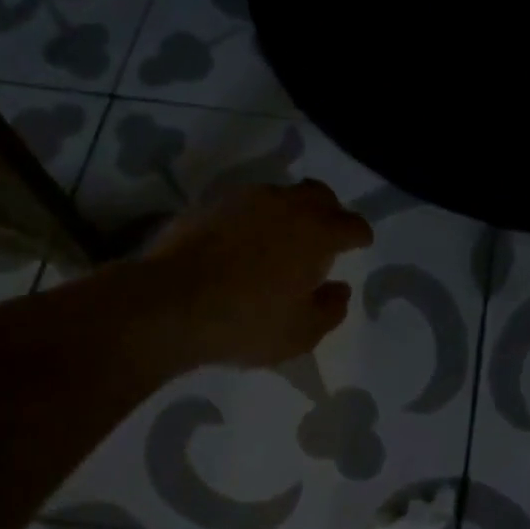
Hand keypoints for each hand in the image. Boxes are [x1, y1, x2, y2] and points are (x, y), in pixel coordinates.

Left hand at [140, 181, 374, 369]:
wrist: (169, 304)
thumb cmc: (246, 323)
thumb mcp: (301, 333)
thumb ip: (330, 309)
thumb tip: (340, 289)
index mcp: (317, 233)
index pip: (352, 224)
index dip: (359, 235)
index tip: (359, 244)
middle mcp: (286, 204)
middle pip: (319, 195)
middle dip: (329, 212)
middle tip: (324, 236)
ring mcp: (245, 199)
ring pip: (280, 195)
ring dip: (289, 212)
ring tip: (280, 239)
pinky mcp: (210, 203)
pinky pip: (245, 203)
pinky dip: (253, 217)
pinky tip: (242, 242)